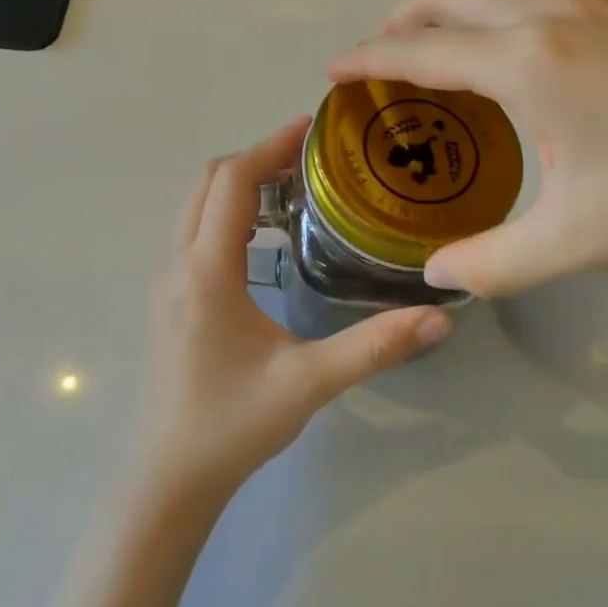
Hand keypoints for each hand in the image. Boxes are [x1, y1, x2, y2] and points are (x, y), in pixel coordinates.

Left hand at [134, 119, 452, 505]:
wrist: (170, 477)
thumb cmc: (234, 425)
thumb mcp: (310, 383)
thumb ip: (375, 346)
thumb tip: (440, 316)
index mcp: (207, 272)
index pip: (233, 183)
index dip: (271, 147)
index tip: (312, 128)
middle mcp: (178, 264)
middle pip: (208, 182)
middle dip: (256, 158)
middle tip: (310, 158)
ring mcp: (166, 280)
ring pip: (195, 204)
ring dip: (238, 183)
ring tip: (294, 188)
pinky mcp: (168, 297)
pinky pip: (193, 230)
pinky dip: (225, 210)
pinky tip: (265, 237)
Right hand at [328, 0, 607, 297]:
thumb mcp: (578, 240)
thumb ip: (493, 263)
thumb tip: (435, 278)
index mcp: (527, 63)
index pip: (421, 52)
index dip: (368, 60)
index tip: (332, 69)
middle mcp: (549, 12)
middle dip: (400, 22)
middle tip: (378, 57)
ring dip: (452, 0)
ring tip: (438, 35)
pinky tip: (520, 18)